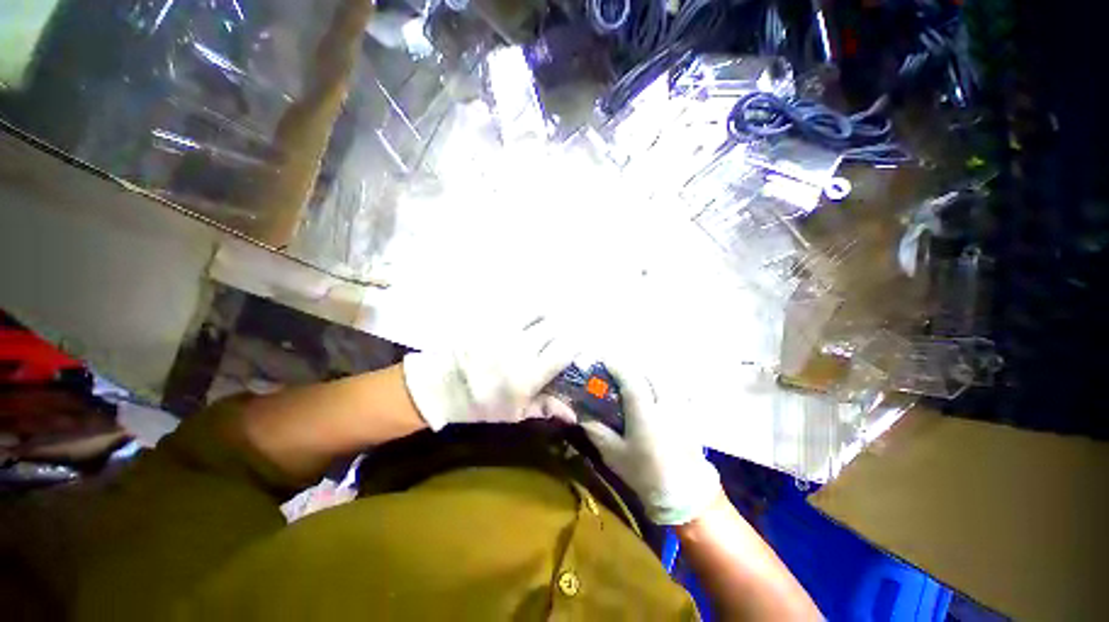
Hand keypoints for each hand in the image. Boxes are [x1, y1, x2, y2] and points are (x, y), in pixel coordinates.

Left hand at [402, 317, 578, 430]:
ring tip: (548, 323)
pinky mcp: (491, 321)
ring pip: (539, 313)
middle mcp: (520, 349)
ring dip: (549, 317)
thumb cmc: (482, 405)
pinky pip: (518, 308)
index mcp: (528, 376)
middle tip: (563, 336)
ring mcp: (504, 331)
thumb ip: (546, 408)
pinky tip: (531, 316)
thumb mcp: (515, 414)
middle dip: (564, 331)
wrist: (443, 387)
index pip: (563, 352)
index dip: (576, 345)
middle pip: (555, 329)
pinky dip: (530, 311)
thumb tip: (575, 414)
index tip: (578, 346)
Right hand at [581, 364, 721, 525]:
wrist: (685, 494)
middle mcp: (664, 403)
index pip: (630, 377)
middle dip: (632, 367)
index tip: (604, 361)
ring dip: (648, 374)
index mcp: (644, 412)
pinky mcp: (691, 414)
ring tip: (637, 380)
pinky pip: (676, 389)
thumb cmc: (645, 474)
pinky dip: (663, 384)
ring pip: (664, 378)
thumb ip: (596, 431)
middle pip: (648, 372)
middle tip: (619, 372)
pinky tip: (654, 398)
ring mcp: (681, 407)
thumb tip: (582, 414)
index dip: (616, 365)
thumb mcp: (614, 454)